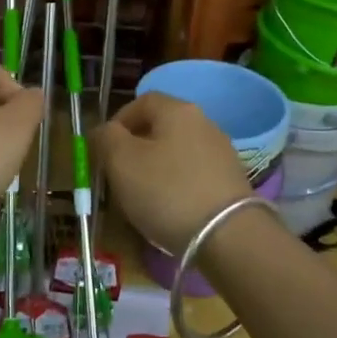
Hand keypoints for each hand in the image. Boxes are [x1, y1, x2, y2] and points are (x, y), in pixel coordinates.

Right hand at [94, 93, 252, 251]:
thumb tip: (104, 131)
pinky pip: (194, 176)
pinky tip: (170, 211)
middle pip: (161, 127)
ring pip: (177, 153)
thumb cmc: (166, 190)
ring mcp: (222, 152)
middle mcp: (204, 123)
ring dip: (156, 170)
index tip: (104, 149)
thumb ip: (106, 138)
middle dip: (136, 149)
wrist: (228, 236)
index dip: (118, 121)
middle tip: (119, 176)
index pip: (142, 101)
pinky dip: (178, 187)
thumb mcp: (121, 161)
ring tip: (142, 199)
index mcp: (177, 110)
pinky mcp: (232, 182)